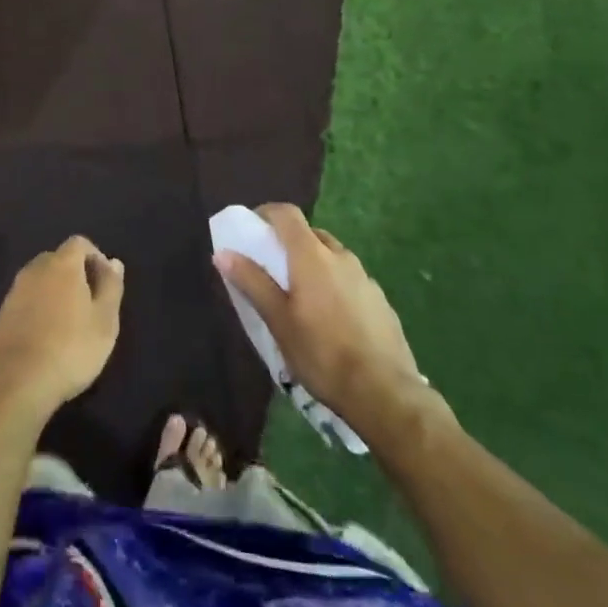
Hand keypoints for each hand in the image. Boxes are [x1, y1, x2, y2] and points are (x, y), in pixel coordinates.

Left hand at [0, 236, 124, 420]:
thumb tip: (114, 262)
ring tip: (70, 323)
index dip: (95, 257)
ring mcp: (15, 291)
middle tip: (90, 305)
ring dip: (56, 292)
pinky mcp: (2, 314)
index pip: (79, 243)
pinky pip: (27, 299)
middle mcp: (35, 269)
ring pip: (41, 280)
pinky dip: (40, 308)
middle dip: (76, 274)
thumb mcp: (104, 321)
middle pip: (58, 259)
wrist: (16, 382)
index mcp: (62, 264)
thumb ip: (111, 287)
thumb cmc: (70, 349)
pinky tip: (47, 336)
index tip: (106, 284)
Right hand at [215, 205, 446, 441]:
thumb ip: (252, 281)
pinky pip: (351, 281)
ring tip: (302, 300)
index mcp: (312, 255)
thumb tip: (223, 253)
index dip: (266, 213)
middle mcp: (341, 256)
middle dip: (290, 243)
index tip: (252, 228)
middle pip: (310, 234)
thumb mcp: (278, 320)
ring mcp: (365, 278)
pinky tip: (332, 321)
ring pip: (333, 258)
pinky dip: (335, 287)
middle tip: (274, 270)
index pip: (287, 213)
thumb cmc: (321, 353)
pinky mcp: (381, 301)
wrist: (385, 393)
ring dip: (314, 266)